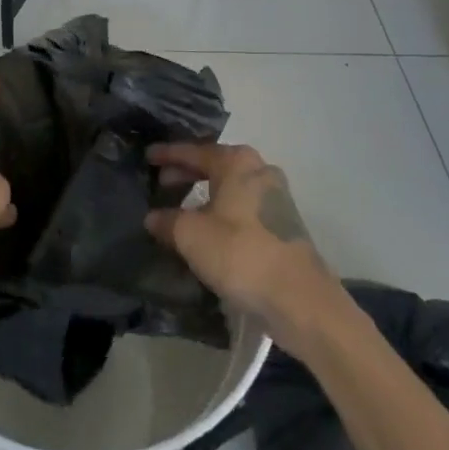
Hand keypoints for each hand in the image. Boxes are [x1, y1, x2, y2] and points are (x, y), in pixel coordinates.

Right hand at [146, 142, 344, 350]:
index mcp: (237, 162)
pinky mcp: (284, 225)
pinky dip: (223, 211)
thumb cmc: (240, 254)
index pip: (194, 151)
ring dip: (206, 194)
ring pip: (231, 187)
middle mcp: (260, 170)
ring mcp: (277, 198)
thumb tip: (153, 217)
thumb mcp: (191, 236)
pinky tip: (208, 229)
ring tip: (181, 208)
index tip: (148, 156)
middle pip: (215, 166)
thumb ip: (167, 221)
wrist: (300, 299)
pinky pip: (243, 207)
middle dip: (187, 173)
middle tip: (162, 183)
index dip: (168, 154)